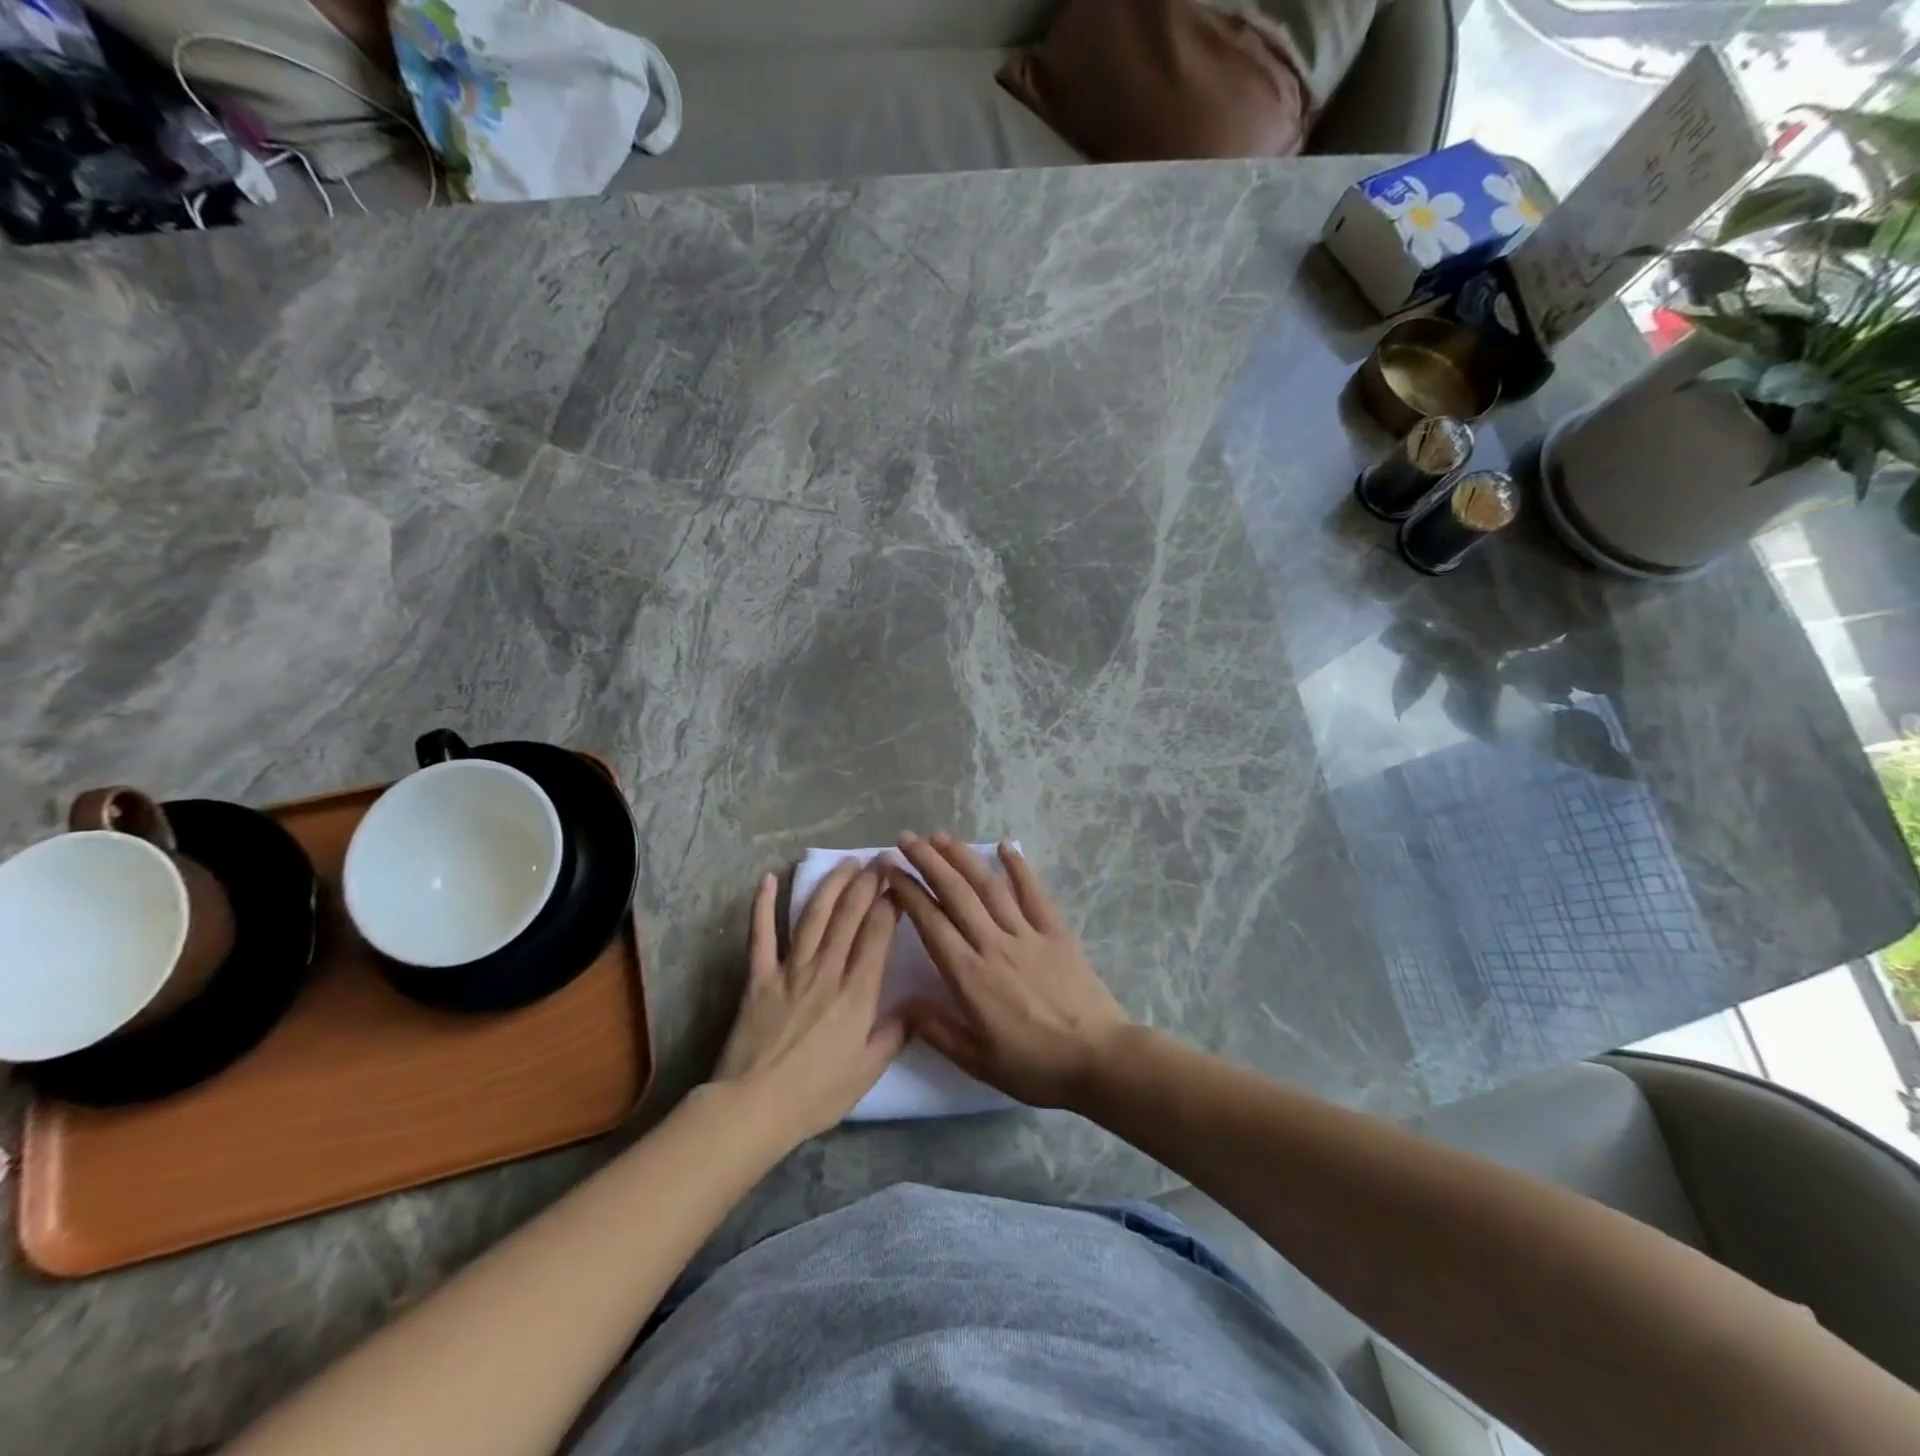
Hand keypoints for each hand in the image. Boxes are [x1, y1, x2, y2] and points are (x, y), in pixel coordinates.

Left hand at [713, 863, 904, 1141]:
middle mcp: (826, 971)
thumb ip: (894, 1035)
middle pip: (849, 915)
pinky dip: (764, 905)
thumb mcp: (868, 1072)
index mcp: (857, 993)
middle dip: (868, 883)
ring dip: (832, 885)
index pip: (877, 934)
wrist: (754, 1108)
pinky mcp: (758, 977)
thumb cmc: (816, 1095)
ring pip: (814, 916)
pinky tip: (770, 879)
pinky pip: (761, 934)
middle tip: (880, 860)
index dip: (890, 903)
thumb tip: (916, 1008)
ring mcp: (790, 970)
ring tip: (847, 863)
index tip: (900, 881)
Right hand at [883, 833, 1130, 1108]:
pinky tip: (1004, 846)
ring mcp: (1027, 934)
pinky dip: (1018, 867)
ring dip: (963, 858)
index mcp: (969, 976)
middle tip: (905, 839)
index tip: (890, 869)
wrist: (1099, 1059)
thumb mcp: (977, 1061)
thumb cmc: (1035, 1066)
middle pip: (955, 894)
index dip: (908, 892)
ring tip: (940, 836)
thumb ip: (937, 1029)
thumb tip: (903, 1002)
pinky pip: (1034, 893)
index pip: (930, 923)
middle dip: (928, 862)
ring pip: (989, 887)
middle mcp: (994, 945)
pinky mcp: (1056, 932)